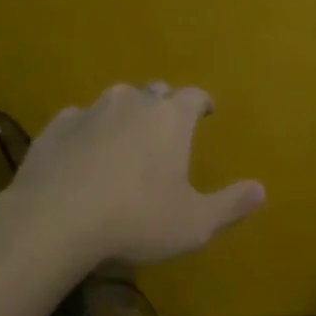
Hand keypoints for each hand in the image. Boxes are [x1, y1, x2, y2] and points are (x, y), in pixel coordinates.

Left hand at [6, 83, 264, 265]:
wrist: (54, 221)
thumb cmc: (136, 219)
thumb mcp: (195, 223)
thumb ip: (230, 205)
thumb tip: (261, 189)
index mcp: (170, 119)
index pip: (194, 96)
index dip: (202, 103)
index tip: (206, 112)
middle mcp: (131, 104)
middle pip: (154, 92)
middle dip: (163, 106)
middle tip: (166, 130)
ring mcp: (89, 112)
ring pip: (114, 101)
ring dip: (124, 115)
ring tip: (124, 139)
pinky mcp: (54, 128)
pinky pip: (78, 120)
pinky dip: (87, 131)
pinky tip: (83, 153)